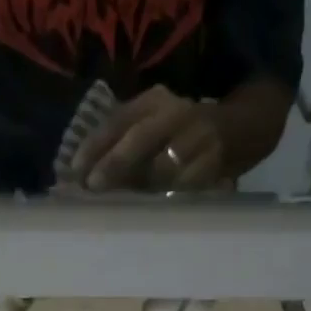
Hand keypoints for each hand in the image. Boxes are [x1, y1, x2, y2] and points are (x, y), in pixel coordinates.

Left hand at [70, 85, 228, 192]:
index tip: (74, 171)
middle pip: (141, 137)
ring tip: (119, 203)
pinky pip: (184, 186)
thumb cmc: (176, 135)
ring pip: (162, 167)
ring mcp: (198, 137)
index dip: (95, 145)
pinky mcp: (213, 164)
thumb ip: (118, 145)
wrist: (236, 130)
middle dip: (115, 163)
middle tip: (94, 186)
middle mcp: (176, 113)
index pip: (118, 120)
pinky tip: (149, 210)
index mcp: (153, 101)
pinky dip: (164, 198)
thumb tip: (80, 178)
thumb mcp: (149, 126)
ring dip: (138, 188)